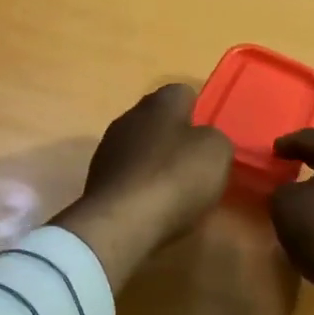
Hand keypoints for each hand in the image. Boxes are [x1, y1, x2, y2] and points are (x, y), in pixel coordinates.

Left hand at [53, 85, 233, 286]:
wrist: (120, 222)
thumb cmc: (175, 177)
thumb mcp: (217, 152)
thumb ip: (215, 138)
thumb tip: (204, 140)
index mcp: (160, 102)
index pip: (183, 93)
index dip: (200, 112)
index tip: (211, 138)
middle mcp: (129, 116)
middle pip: (159, 120)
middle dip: (176, 138)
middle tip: (197, 165)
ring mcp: (108, 148)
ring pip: (141, 148)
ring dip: (156, 163)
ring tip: (176, 191)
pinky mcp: (97, 179)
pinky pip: (128, 175)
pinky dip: (141, 186)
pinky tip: (153, 206)